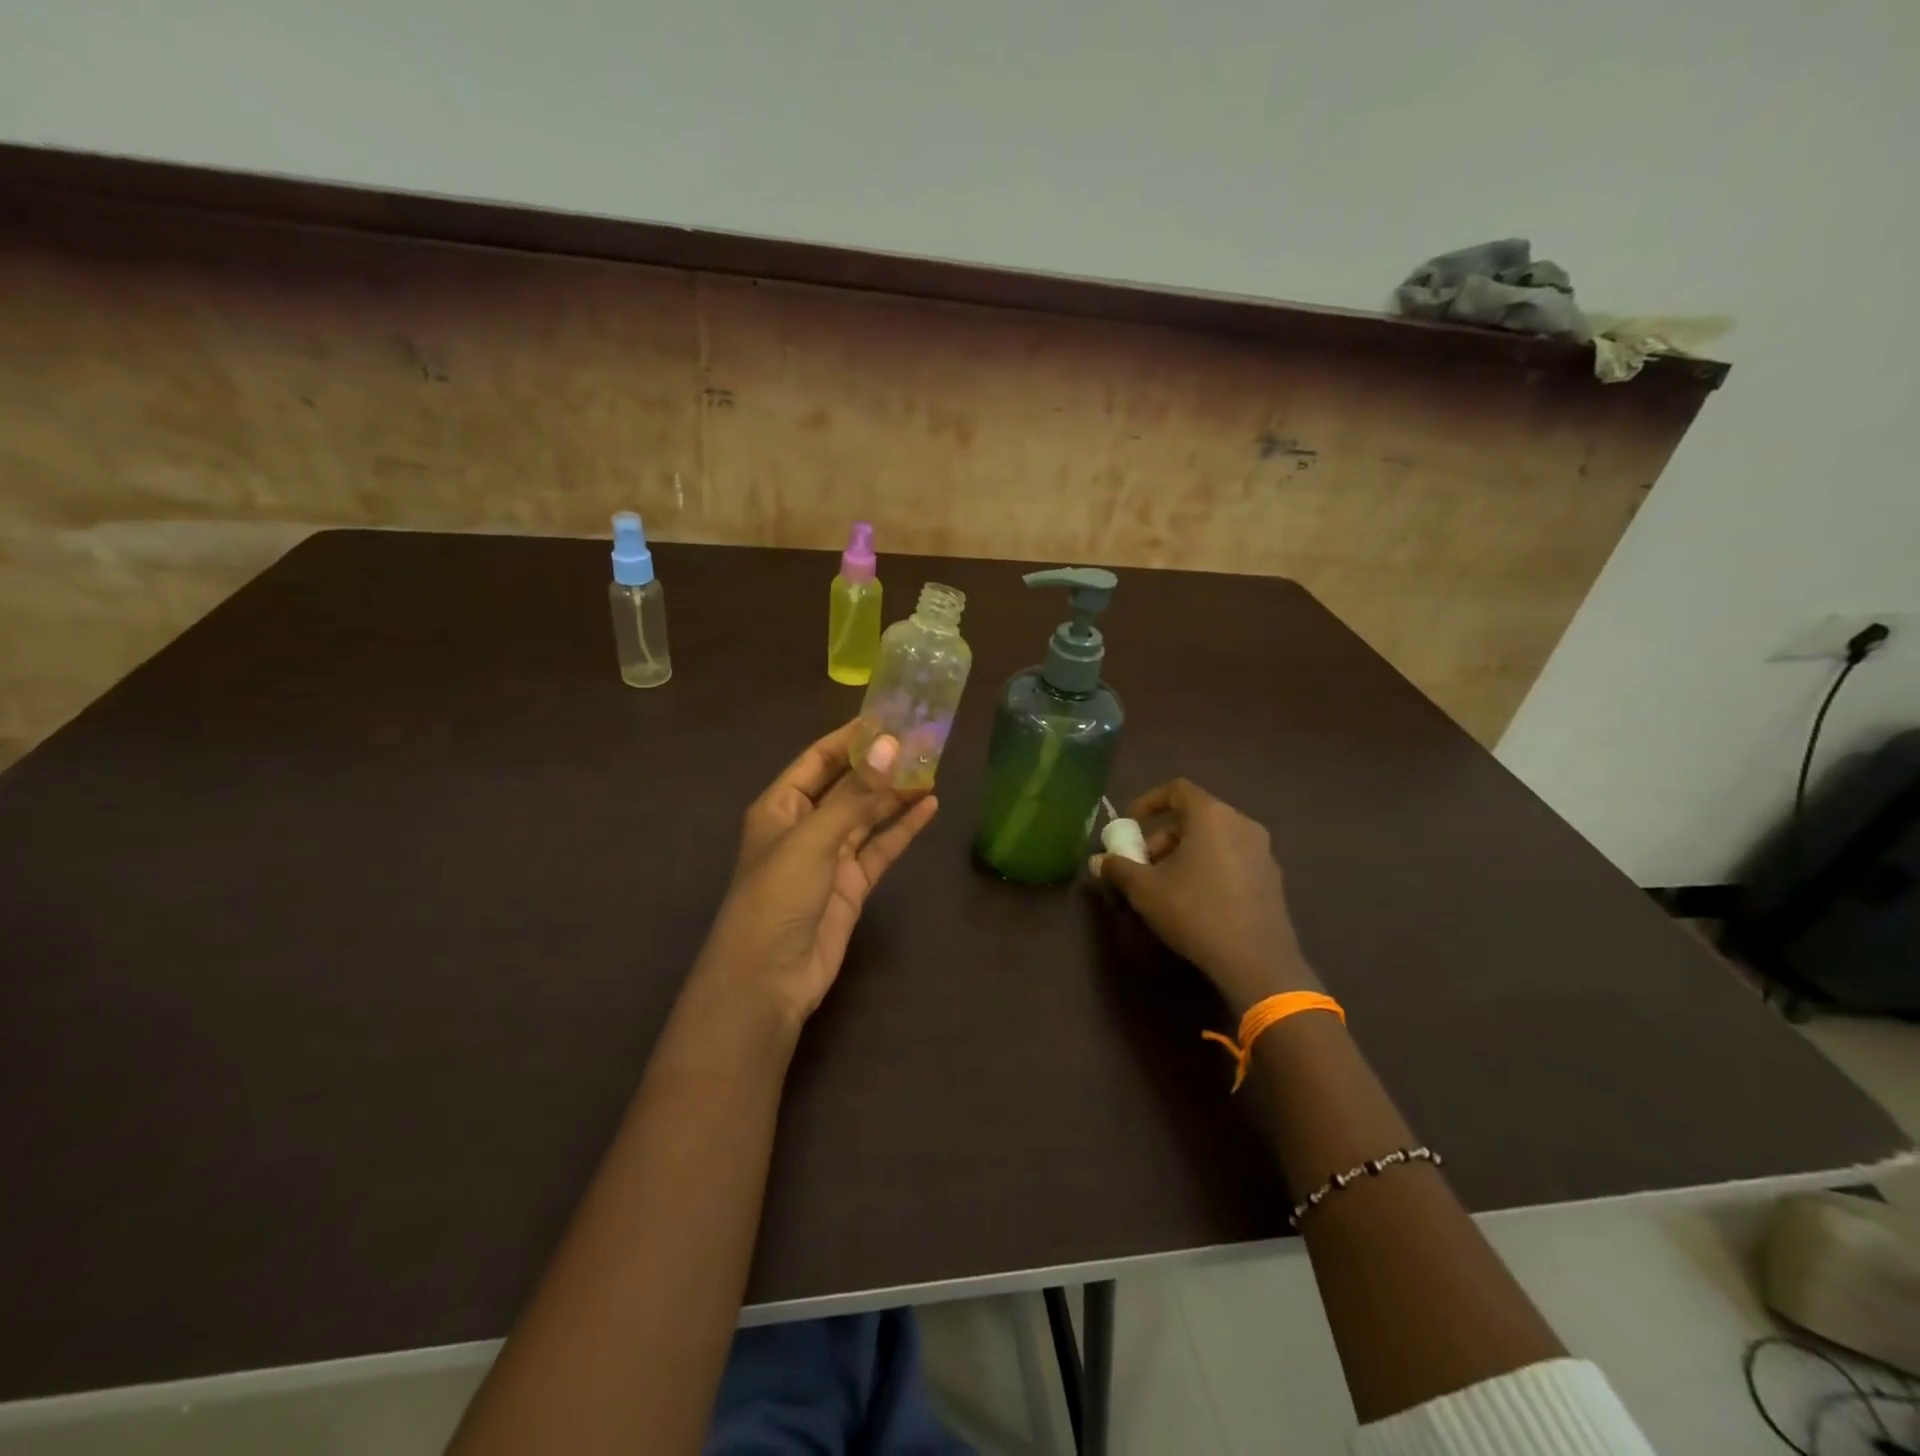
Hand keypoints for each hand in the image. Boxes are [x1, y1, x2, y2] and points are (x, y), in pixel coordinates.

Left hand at [697, 720, 938, 1022]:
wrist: (769, 979)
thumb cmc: (777, 896)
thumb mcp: (814, 838)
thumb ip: (855, 794)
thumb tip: (892, 745)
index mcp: (781, 806)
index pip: (818, 760)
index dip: (851, 738)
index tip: (889, 715)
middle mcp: (805, 826)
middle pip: (848, 785)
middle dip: (882, 764)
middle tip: (924, 740)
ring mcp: (830, 857)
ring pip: (868, 815)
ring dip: (897, 794)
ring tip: (934, 768)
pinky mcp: (852, 885)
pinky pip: (881, 848)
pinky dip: (903, 829)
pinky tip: (930, 807)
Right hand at [1091, 778, 1318, 1012]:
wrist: (1256, 961)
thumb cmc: (1195, 912)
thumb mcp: (1145, 890)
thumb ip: (1119, 868)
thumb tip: (1098, 862)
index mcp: (1211, 816)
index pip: (1177, 790)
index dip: (1148, 802)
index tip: (1130, 825)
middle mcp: (1241, 823)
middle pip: (1194, 816)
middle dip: (1163, 836)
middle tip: (1143, 864)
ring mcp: (1262, 851)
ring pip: (1214, 838)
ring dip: (1184, 853)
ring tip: (1166, 885)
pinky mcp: (1271, 877)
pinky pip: (1232, 857)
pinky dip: (1209, 866)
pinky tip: (1196, 900)